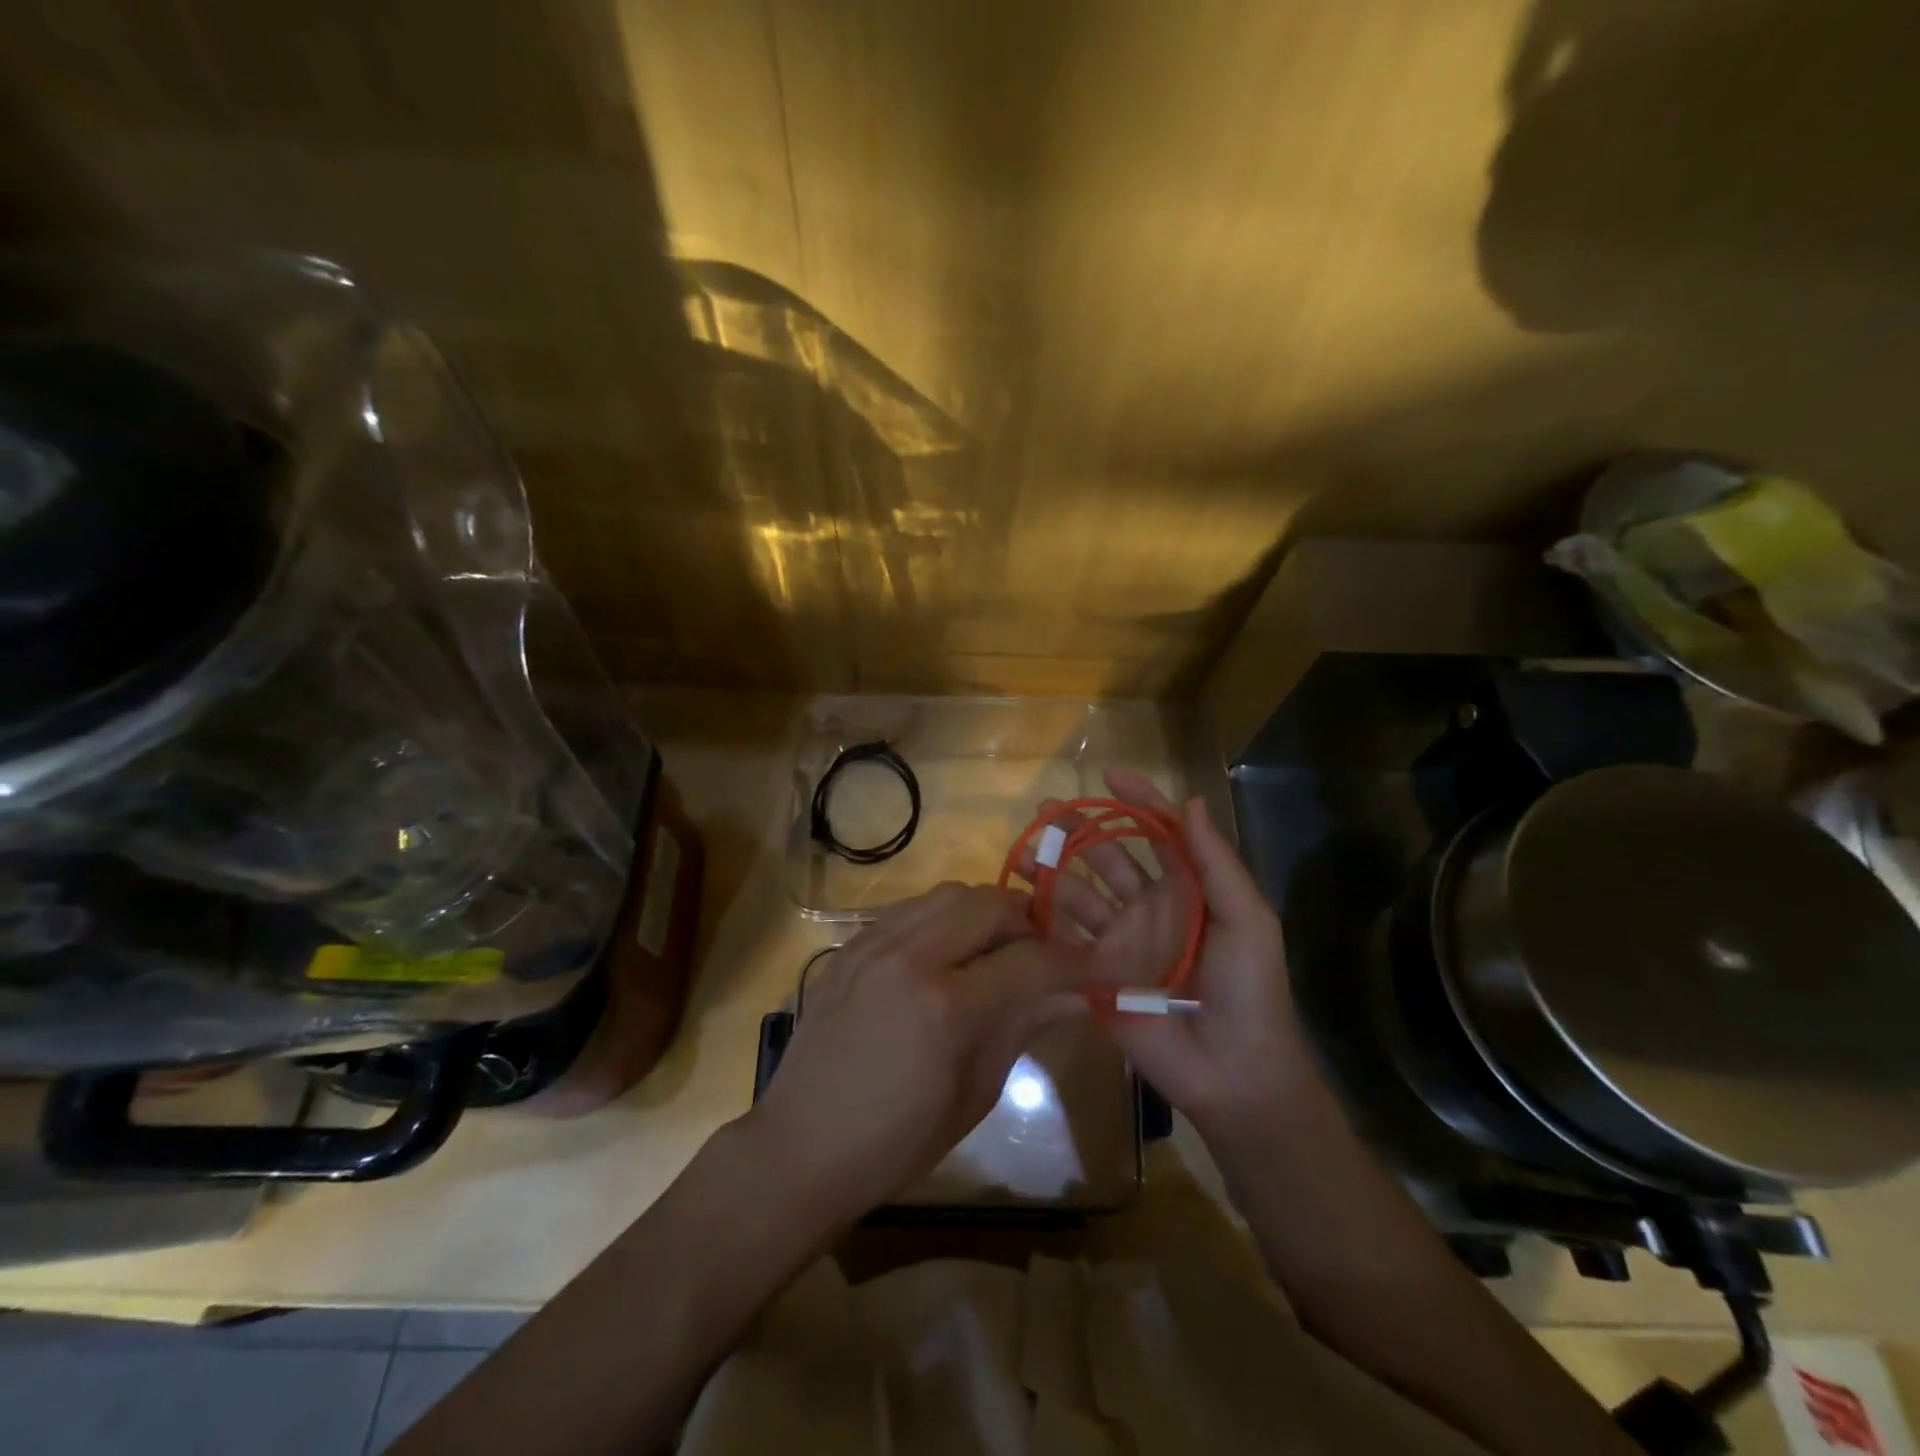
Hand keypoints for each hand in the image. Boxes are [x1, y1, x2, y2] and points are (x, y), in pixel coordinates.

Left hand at [747, 883, 1088, 1228]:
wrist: (802, 1145)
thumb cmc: (898, 1140)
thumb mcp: (975, 1091)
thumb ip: (1025, 1025)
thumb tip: (1079, 995)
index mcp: (945, 1005)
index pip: (1030, 961)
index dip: (1072, 962)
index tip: (1095, 967)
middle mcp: (910, 956)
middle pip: (990, 904)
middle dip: (1028, 923)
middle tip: (1042, 954)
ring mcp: (874, 943)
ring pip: (950, 894)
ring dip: (985, 913)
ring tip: (996, 948)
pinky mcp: (851, 944)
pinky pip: (911, 908)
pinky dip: (943, 918)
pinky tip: (947, 952)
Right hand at [1037, 770, 1321, 1148]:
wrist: (1233, 1070)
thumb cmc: (1249, 989)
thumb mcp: (1247, 919)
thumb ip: (1215, 862)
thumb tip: (1190, 801)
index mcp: (1186, 889)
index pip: (1158, 833)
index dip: (1138, 801)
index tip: (1109, 775)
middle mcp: (1148, 907)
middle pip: (1107, 857)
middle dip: (1079, 829)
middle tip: (1046, 809)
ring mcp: (1119, 940)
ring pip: (1079, 894)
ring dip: (1053, 870)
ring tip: (1025, 851)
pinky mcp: (1095, 974)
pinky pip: (1065, 939)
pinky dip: (1043, 919)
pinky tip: (1020, 900)